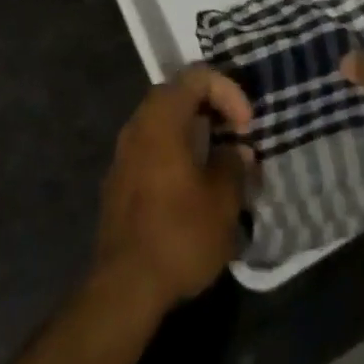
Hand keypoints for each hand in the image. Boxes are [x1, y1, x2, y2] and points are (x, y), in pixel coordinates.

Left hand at [95, 66, 254, 312]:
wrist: (124, 288)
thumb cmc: (179, 234)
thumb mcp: (222, 201)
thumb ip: (233, 165)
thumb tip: (235, 151)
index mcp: (162, 117)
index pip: (197, 76)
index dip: (228, 91)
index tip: (246, 126)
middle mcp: (138, 125)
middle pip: (176, 94)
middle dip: (210, 107)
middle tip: (234, 134)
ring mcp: (123, 153)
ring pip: (162, 123)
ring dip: (192, 132)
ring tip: (217, 161)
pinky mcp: (118, 182)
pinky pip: (151, 149)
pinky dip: (174, 153)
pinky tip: (192, 187)